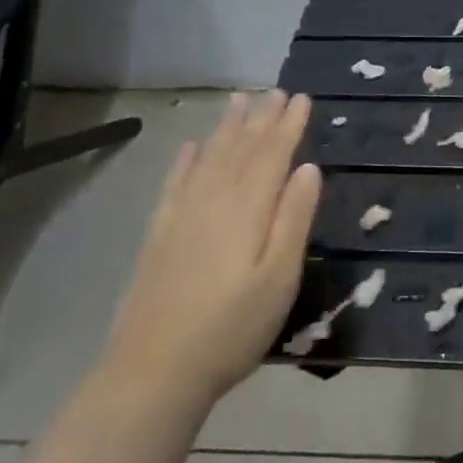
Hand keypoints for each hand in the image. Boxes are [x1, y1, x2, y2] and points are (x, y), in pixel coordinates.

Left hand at [103, 90, 322, 405]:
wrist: (154, 371)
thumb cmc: (232, 328)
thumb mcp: (280, 278)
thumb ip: (295, 219)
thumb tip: (308, 168)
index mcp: (249, 208)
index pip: (273, 154)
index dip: (289, 125)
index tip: (302, 98)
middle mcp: (215, 199)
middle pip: (242, 148)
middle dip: (262, 118)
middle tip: (275, 90)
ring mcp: (183, 215)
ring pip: (210, 157)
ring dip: (227, 128)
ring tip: (239, 101)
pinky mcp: (160, 234)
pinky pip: (176, 183)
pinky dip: (186, 161)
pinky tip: (192, 147)